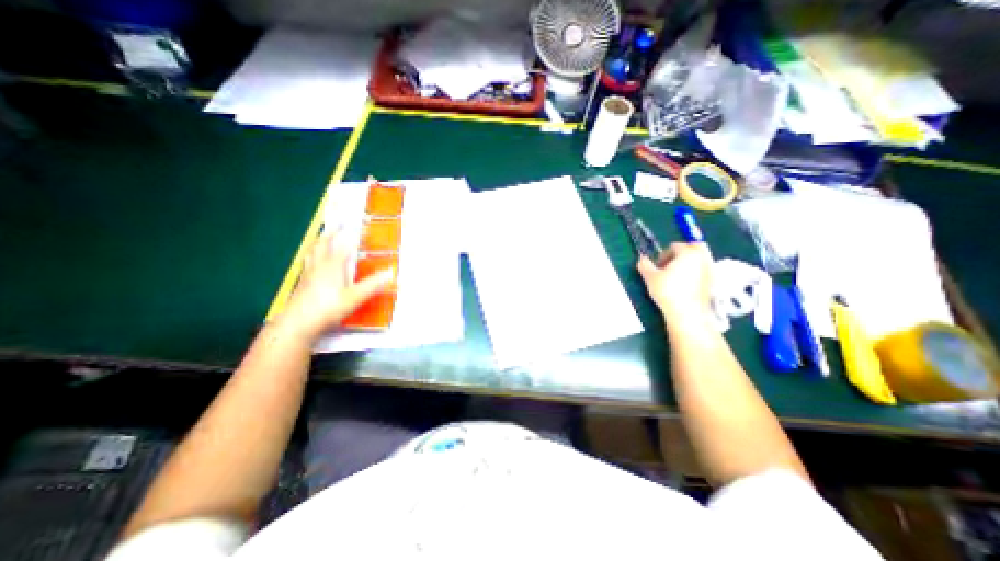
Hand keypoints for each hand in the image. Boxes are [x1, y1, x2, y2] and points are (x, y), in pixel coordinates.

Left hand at [278, 230, 396, 340]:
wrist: (297, 324)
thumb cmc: (328, 308)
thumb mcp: (355, 297)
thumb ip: (373, 284)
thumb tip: (391, 272)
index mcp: (332, 266)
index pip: (342, 245)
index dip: (350, 235)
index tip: (356, 226)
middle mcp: (319, 266)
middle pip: (322, 244)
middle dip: (330, 233)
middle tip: (337, 224)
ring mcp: (308, 274)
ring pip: (312, 252)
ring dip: (319, 242)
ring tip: (323, 238)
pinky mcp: (302, 283)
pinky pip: (307, 262)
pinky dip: (312, 256)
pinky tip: (314, 263)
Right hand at [636, 243, 714, 322]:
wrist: (687, 313)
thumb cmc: (668, 291)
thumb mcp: (650, 277)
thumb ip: (644, 264)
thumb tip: (641, 259)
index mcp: (688, 252)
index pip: (675, 246)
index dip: (663, 255)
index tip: (656, 267)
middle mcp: (702, 258)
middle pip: (695, 247)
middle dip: (682, 253)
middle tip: (670, 265)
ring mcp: (710, 270)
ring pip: (699, 260)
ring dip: (688, 263)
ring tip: (675, 276)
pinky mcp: (713, 283)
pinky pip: (703, 271)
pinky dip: (694, 273)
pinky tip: (683, 285)